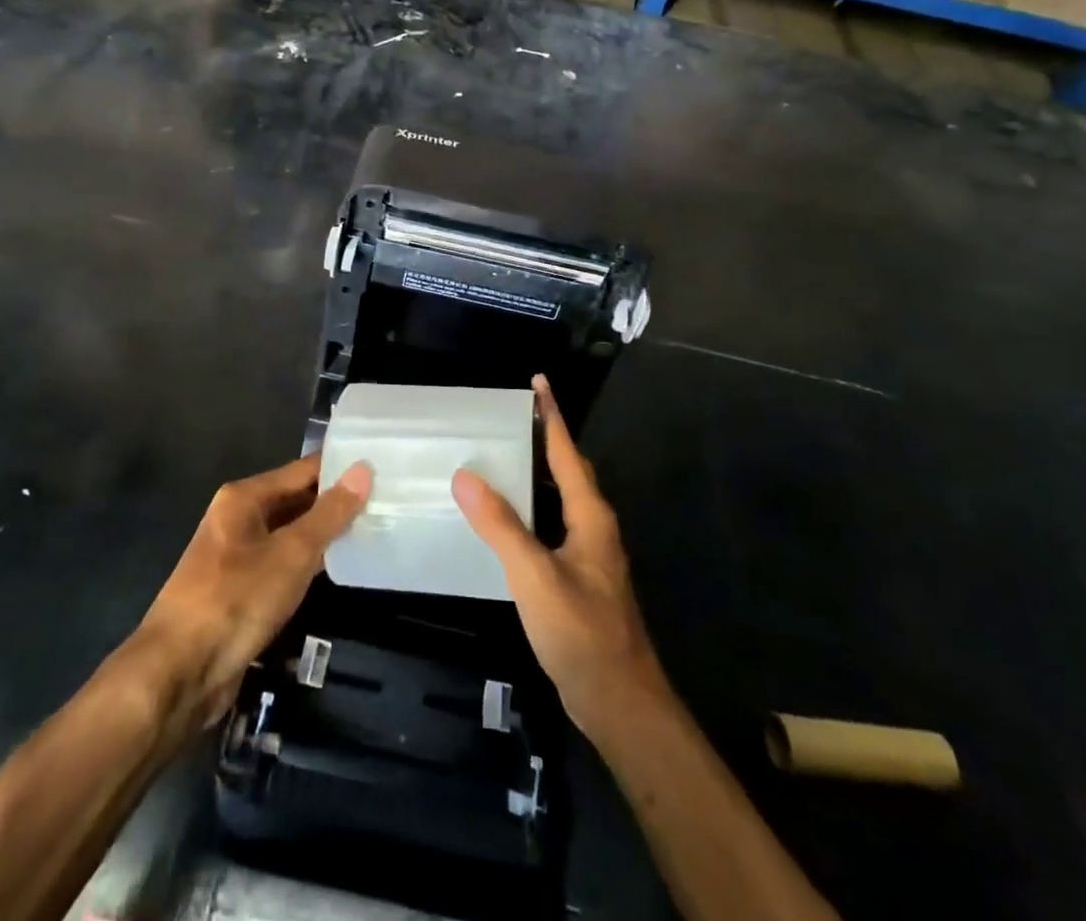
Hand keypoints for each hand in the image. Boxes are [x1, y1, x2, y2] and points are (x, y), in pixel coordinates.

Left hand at [135, 455, 370, 725]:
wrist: (179, 672)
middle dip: (337, 502)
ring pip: (291, 534)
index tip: (383, 466)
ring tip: (376, 528)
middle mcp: (239, 518)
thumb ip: (329, 513)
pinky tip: (342, 567)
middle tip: (388, 499)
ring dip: (326, 535)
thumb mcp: (291, 553)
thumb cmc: (236, 599)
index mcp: (244, 497)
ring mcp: (238, 556)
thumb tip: (363, 469)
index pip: (303, 470)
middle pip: (296, 500)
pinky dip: (310, 564)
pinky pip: (283, 565)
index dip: (341, 468)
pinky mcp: (242, 591)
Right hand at [453, 376, 665, 737]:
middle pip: (569, 471)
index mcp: (590, 517)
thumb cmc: (582, 632)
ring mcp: (589, 556)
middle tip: (513, 416)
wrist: (620, 703)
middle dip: (546, 438)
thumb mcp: (535, 575)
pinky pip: (553, 525)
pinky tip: (507, 521)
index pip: (567, 453)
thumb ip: (500, 526)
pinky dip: (532, 508)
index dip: (552, 417)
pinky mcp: (579, 579)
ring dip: (539, 473)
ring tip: (503, 457)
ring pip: (562, 499)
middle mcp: (594, 528)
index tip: (539, 383)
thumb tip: (465, 475)